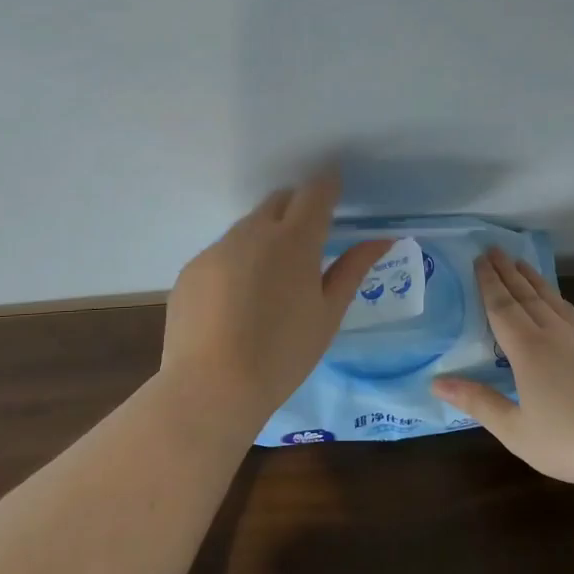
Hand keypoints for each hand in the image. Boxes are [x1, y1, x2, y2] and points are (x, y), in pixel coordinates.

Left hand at [160, 171, 391, 433]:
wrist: (212, 386)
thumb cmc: (284, 353)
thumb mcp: (328, 314)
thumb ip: (353, 269)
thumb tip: (382, 239)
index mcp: (294, 241)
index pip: (315, 193)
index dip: (328, 186)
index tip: (335, 190)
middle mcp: (252, 233)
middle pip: (279, 201)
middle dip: (296, 208)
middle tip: (308, 241)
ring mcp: (216, 249)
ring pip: (247, 227)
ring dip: (265, 237)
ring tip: (270, 281)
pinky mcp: (191, 269)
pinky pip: (221, 253)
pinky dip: (236, 263)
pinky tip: (237, 303)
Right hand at [433, 248, 573, 487]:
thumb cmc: (572, 440)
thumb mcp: (516, 430)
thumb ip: (479, 403)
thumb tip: (437, 381)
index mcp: (528, 351)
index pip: (502, 308)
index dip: (489, 283)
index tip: (480, 259)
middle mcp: (555, 335)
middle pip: (527, 296)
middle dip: (508, 272)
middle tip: (495, 249)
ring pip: (554, 301)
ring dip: (535, 281)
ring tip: (523, 265)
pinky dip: (560, 303)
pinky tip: (562, 308)